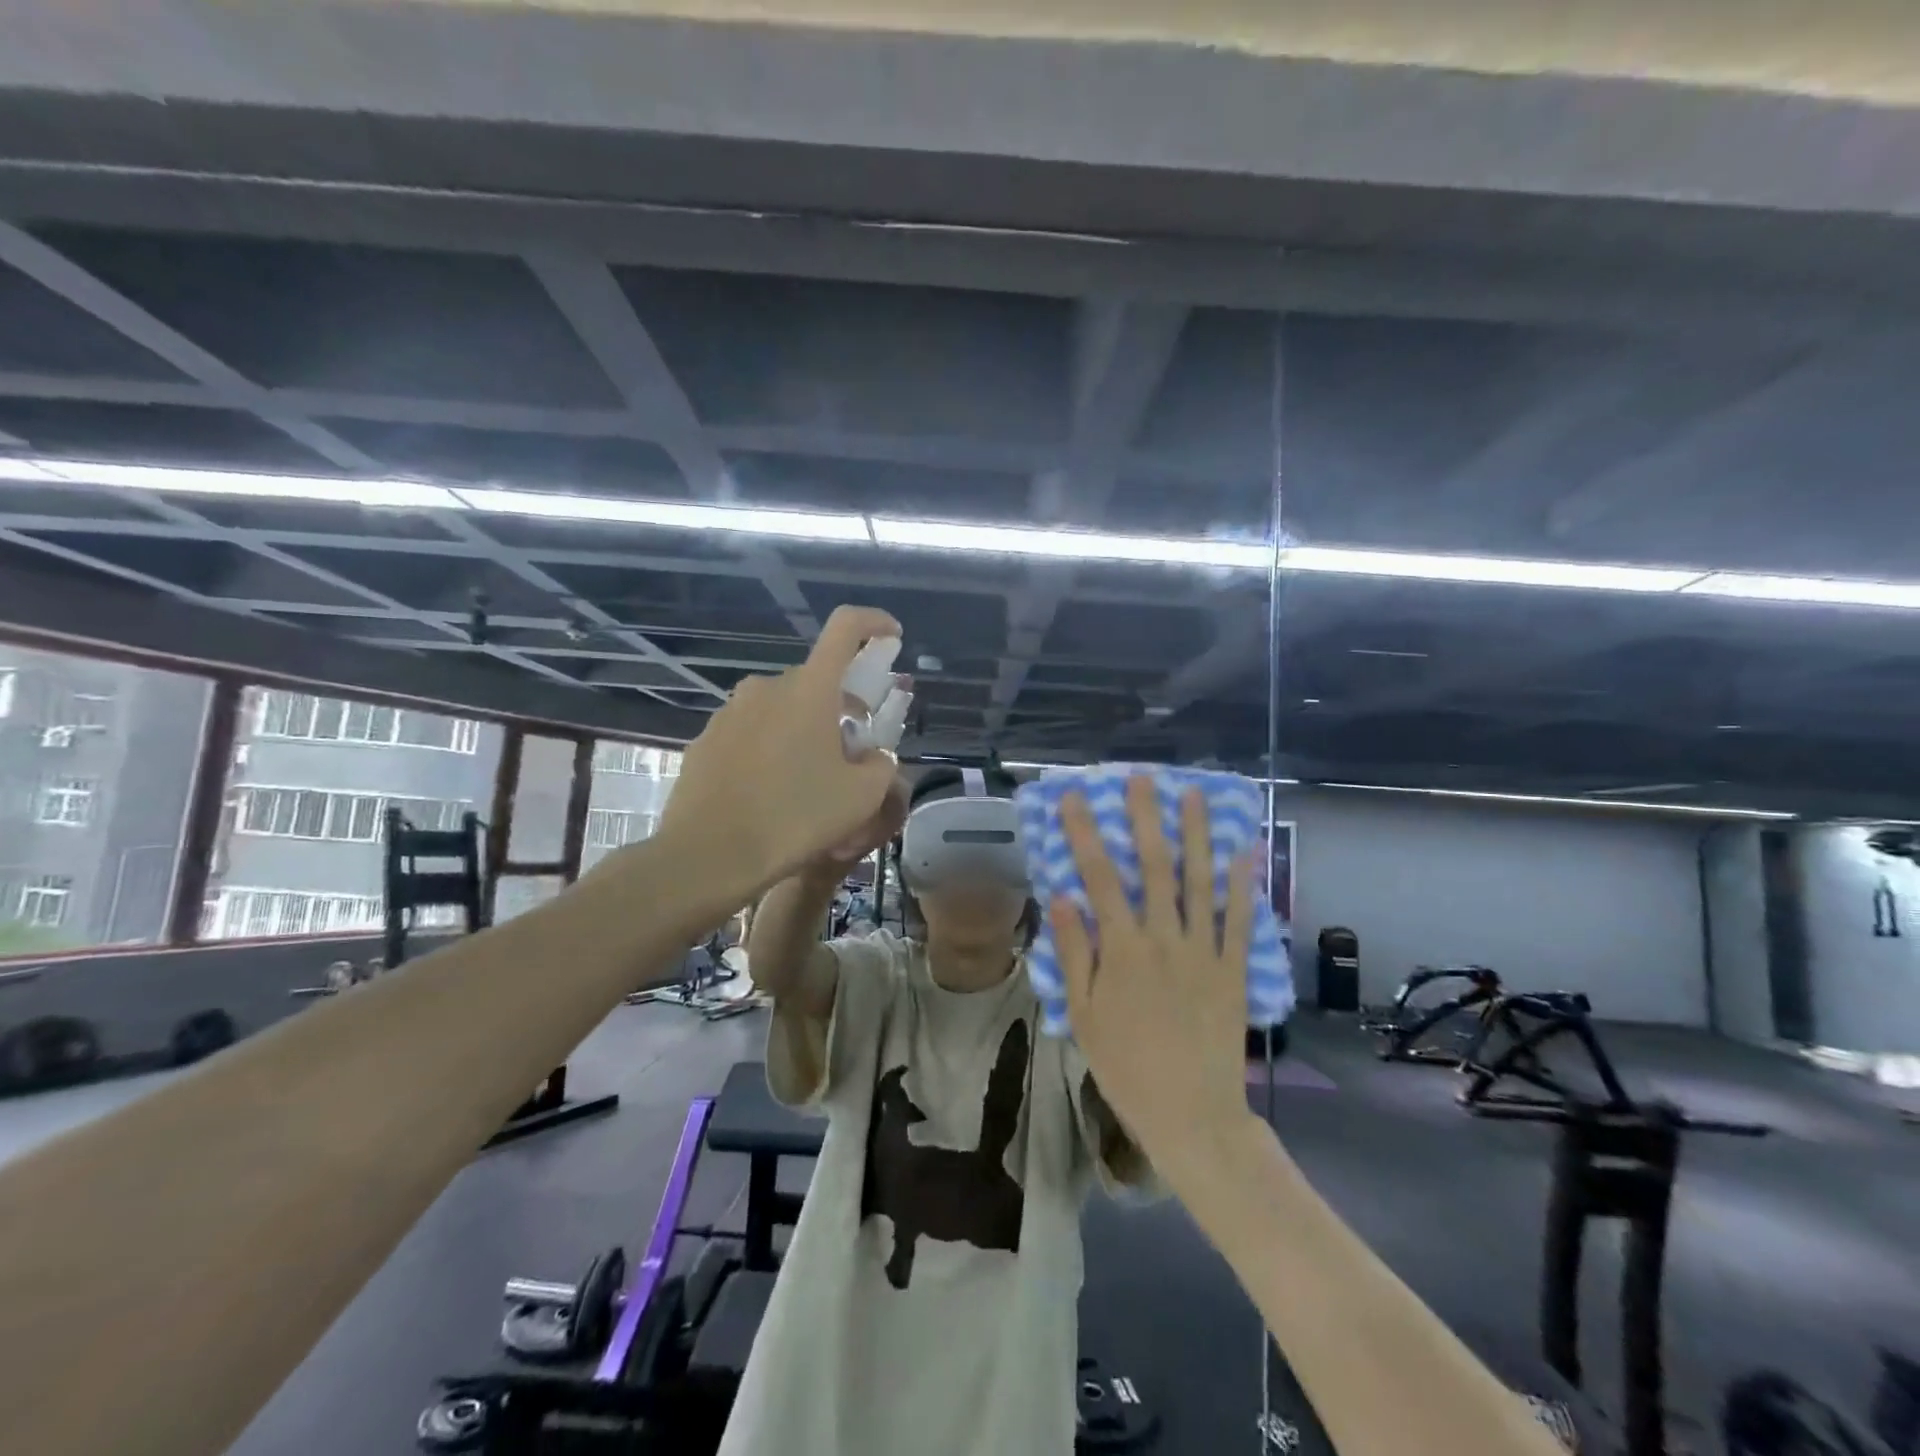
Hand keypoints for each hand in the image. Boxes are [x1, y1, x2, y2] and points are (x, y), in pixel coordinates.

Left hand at [654, 606, 905, 905]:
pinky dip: (772, 749)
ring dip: (805, 730)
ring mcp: (730, 713)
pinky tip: (772, 794)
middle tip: (853, 753)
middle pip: (816, 681)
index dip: (874, 623)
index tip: (891, 636)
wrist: (708, 856)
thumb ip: (880, 765)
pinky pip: (752, 733)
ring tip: (810, 781)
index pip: (846, 628)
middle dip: (841, 708)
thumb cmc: (795, 818)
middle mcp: (766, 688)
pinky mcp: (705, 740)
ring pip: (782, 709)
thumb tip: (872, 757)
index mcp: (809, 689)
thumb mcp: (862, 797)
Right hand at [1048, 775, 1257, 1168]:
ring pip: (1201, 882)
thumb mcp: (1084, 1015)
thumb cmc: (1126, 1065)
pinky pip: (1239, 920)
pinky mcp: (1233, 969)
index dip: (1086, 832)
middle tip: (1143, 778)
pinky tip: (1243, 850)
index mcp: (1123, 949)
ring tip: (1194, 796)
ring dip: (1197, 835)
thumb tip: (1062, 898)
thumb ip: (1076, 953)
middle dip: (1146, 818)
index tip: (1076, 797)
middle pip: (1155, 867)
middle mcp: (1165, 939)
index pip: (1100, 877)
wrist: (1192, 1113)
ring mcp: (1205, 952)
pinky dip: (1242, 883)